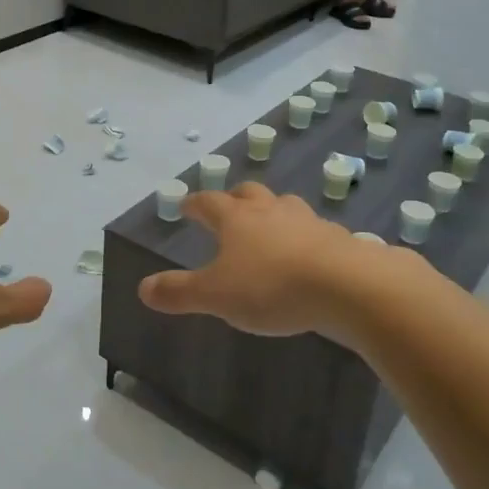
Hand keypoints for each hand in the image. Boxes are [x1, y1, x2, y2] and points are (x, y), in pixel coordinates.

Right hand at [138, 182, 370, 337]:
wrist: (346, 285)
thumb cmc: (271, 286)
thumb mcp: (216, 295)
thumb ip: (179, 292)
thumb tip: (142, 288)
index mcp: (237, 218)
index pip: (209, 202)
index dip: (194, 204)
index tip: (186, 206)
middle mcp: (271, 211)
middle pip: (249, 194)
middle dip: (236, 198)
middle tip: (229, 207)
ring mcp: (307, 221)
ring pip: (285, 206)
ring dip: (273, 212)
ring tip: (270, 227)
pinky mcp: (337, 239)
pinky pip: (315, 232)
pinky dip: (305, 238)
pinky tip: (307, 254)